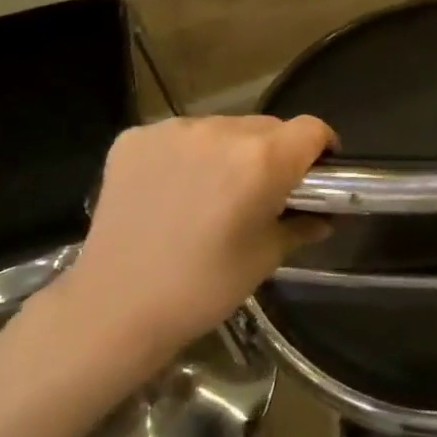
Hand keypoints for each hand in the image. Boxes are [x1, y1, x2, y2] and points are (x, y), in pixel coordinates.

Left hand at [54, 115, 333, 369]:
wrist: (113, 310)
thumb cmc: (203, 288)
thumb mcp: (266, 258)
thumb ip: (301, 225)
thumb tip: (323, 217)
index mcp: (262, 159)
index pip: (312, 129)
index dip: (321, 147)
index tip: (317, 172)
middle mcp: (221, 131)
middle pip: (267, 127)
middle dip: (274, 153)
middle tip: (261, 191)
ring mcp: (173, 131)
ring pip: (223, 128)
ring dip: (229, 151)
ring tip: (211, 192)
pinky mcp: (135, 138)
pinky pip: (179, 136)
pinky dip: (186, 154)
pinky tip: (173, 189)